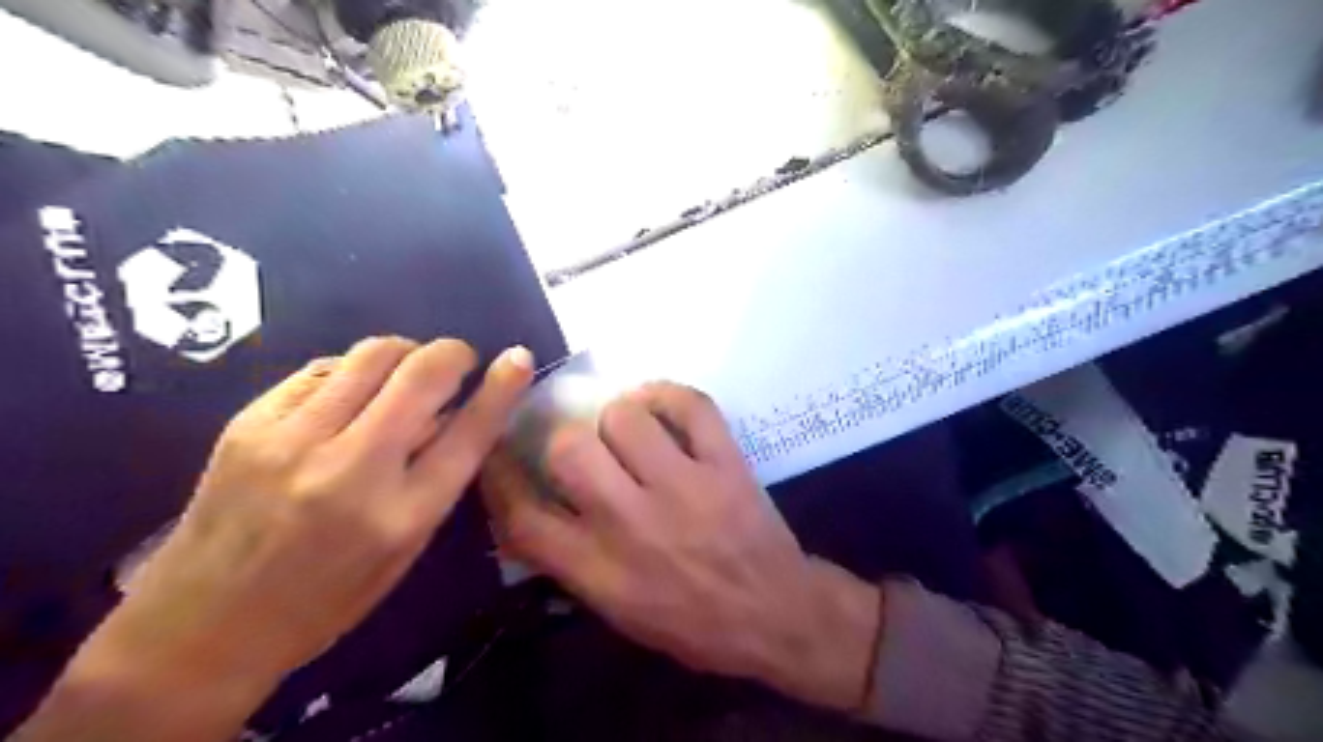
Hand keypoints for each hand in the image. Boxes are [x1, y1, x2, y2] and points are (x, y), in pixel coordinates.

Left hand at [34, 338, 530, 741]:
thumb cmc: (326, 599)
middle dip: (452, 353)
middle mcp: (351, 469)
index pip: (469, 432)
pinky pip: (324, 368)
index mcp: (402, 515)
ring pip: (373, 354)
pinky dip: (353, 371)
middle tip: (457, 362)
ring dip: (405, 354)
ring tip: (404, 375)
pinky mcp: (249, 422)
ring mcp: (294, 439)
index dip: (501, 388)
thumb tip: (452, 411)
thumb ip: (435, 477)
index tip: (518, 358)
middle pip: (422, 373)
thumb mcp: (404, 550)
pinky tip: (351, 394)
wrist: (202, 627)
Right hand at [480, 384, 875, 712]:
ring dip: (619, 417)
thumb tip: (528, 515)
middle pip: (568, 450)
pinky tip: (659, 405)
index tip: (498, 451)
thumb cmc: (693, 623)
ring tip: (629, 430)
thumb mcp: (617, 612)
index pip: (522, 516)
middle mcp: (632, 522)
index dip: (498, 475)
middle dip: (566, 441)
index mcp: (599, 569)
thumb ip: (570, 563)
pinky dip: (668, 394)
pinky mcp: (724, 463)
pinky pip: (689, 404)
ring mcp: (683, 487)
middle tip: (584, 448)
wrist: (776, 614)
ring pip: (624, 417)